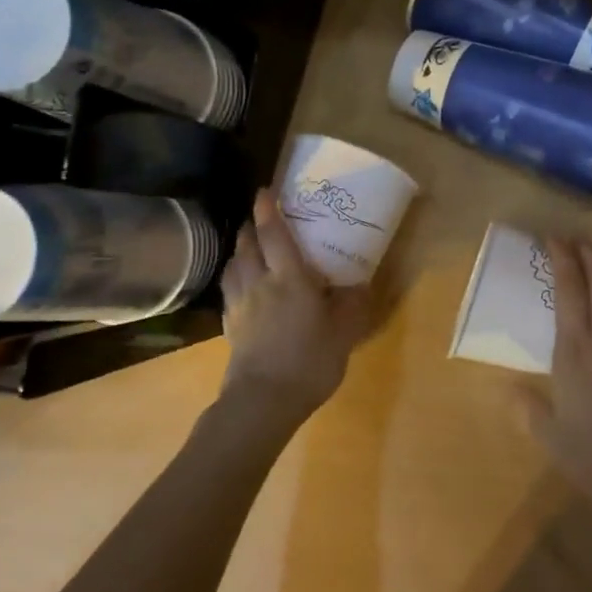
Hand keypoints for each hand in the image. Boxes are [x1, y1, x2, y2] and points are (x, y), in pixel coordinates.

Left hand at [219, 189, 373, 426]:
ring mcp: (240, 304)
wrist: (263, 402)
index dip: (269, 209)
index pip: (275, 234)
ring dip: (241, 250)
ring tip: (250, 247)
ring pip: (234, 264)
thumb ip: (352, 306)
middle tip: (261, 217)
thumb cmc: (308, 361)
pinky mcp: (230, 325)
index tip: (266, 190)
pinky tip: (242, 285)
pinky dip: (235, 276)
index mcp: (289, 278)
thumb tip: (362, 284)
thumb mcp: (343, 334)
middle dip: (252, 226)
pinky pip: (229, 289)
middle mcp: (260, 283)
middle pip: (248, 244)